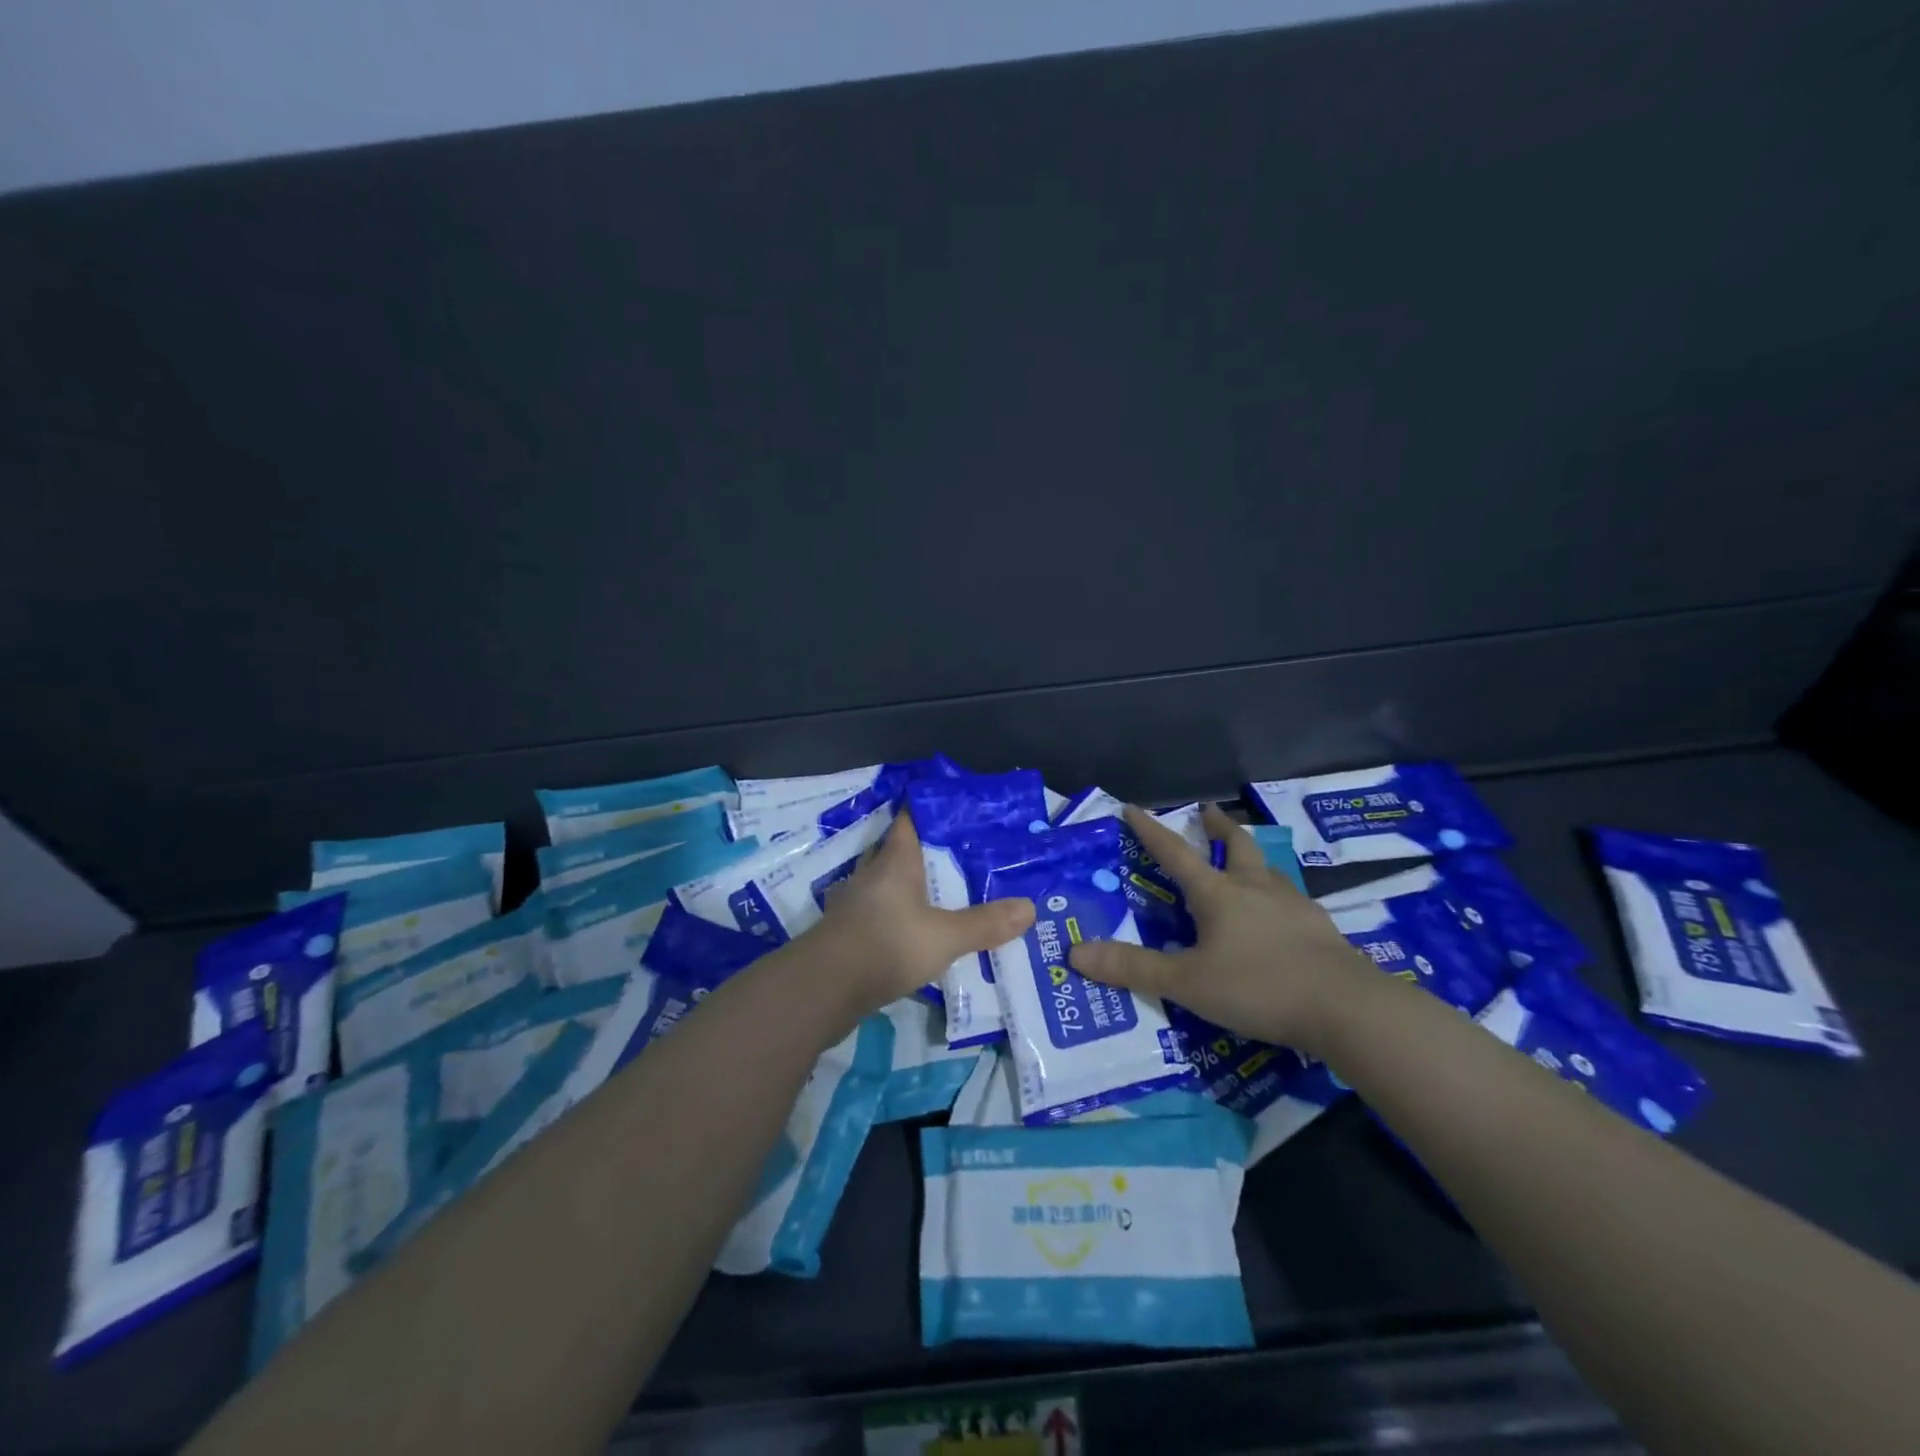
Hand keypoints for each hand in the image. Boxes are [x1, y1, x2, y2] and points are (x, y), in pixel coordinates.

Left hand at [813, 810, 1035, 1012]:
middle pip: (897, 851)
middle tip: (959, 854)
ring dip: (908, 885)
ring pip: (885, 883)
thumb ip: (985, 924)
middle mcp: (872, 874)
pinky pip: (878, 912)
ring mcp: (855, 904)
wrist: (823, 989)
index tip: (956, 809)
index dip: (929, 810)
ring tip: (942, 892)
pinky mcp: (848, 932)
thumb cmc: (886, 945)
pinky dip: (896, 915)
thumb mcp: (944, 937)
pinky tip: (914, 930)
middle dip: (924, 851)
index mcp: (894, 861)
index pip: (909, 820)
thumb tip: (1030, 908)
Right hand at [1068, 803, 1368, 1052]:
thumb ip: (1133, 968)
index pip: (1176, 854)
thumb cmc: (1258, 986)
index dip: (1151, 831)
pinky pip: (1292, 902)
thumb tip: (1075, 952)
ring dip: (1252, 858)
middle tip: (1209, 811)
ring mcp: (1294, 907)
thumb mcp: (1187, 983)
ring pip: (1269, 871)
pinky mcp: (1321, 930)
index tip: (1134, 808)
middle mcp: (1256, 889)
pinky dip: (1278, 897)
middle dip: (1219, 827)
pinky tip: (1282, 916)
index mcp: (1218, 894)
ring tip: (1247, 861)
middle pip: (1237, 846)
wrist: (1347, 1007)